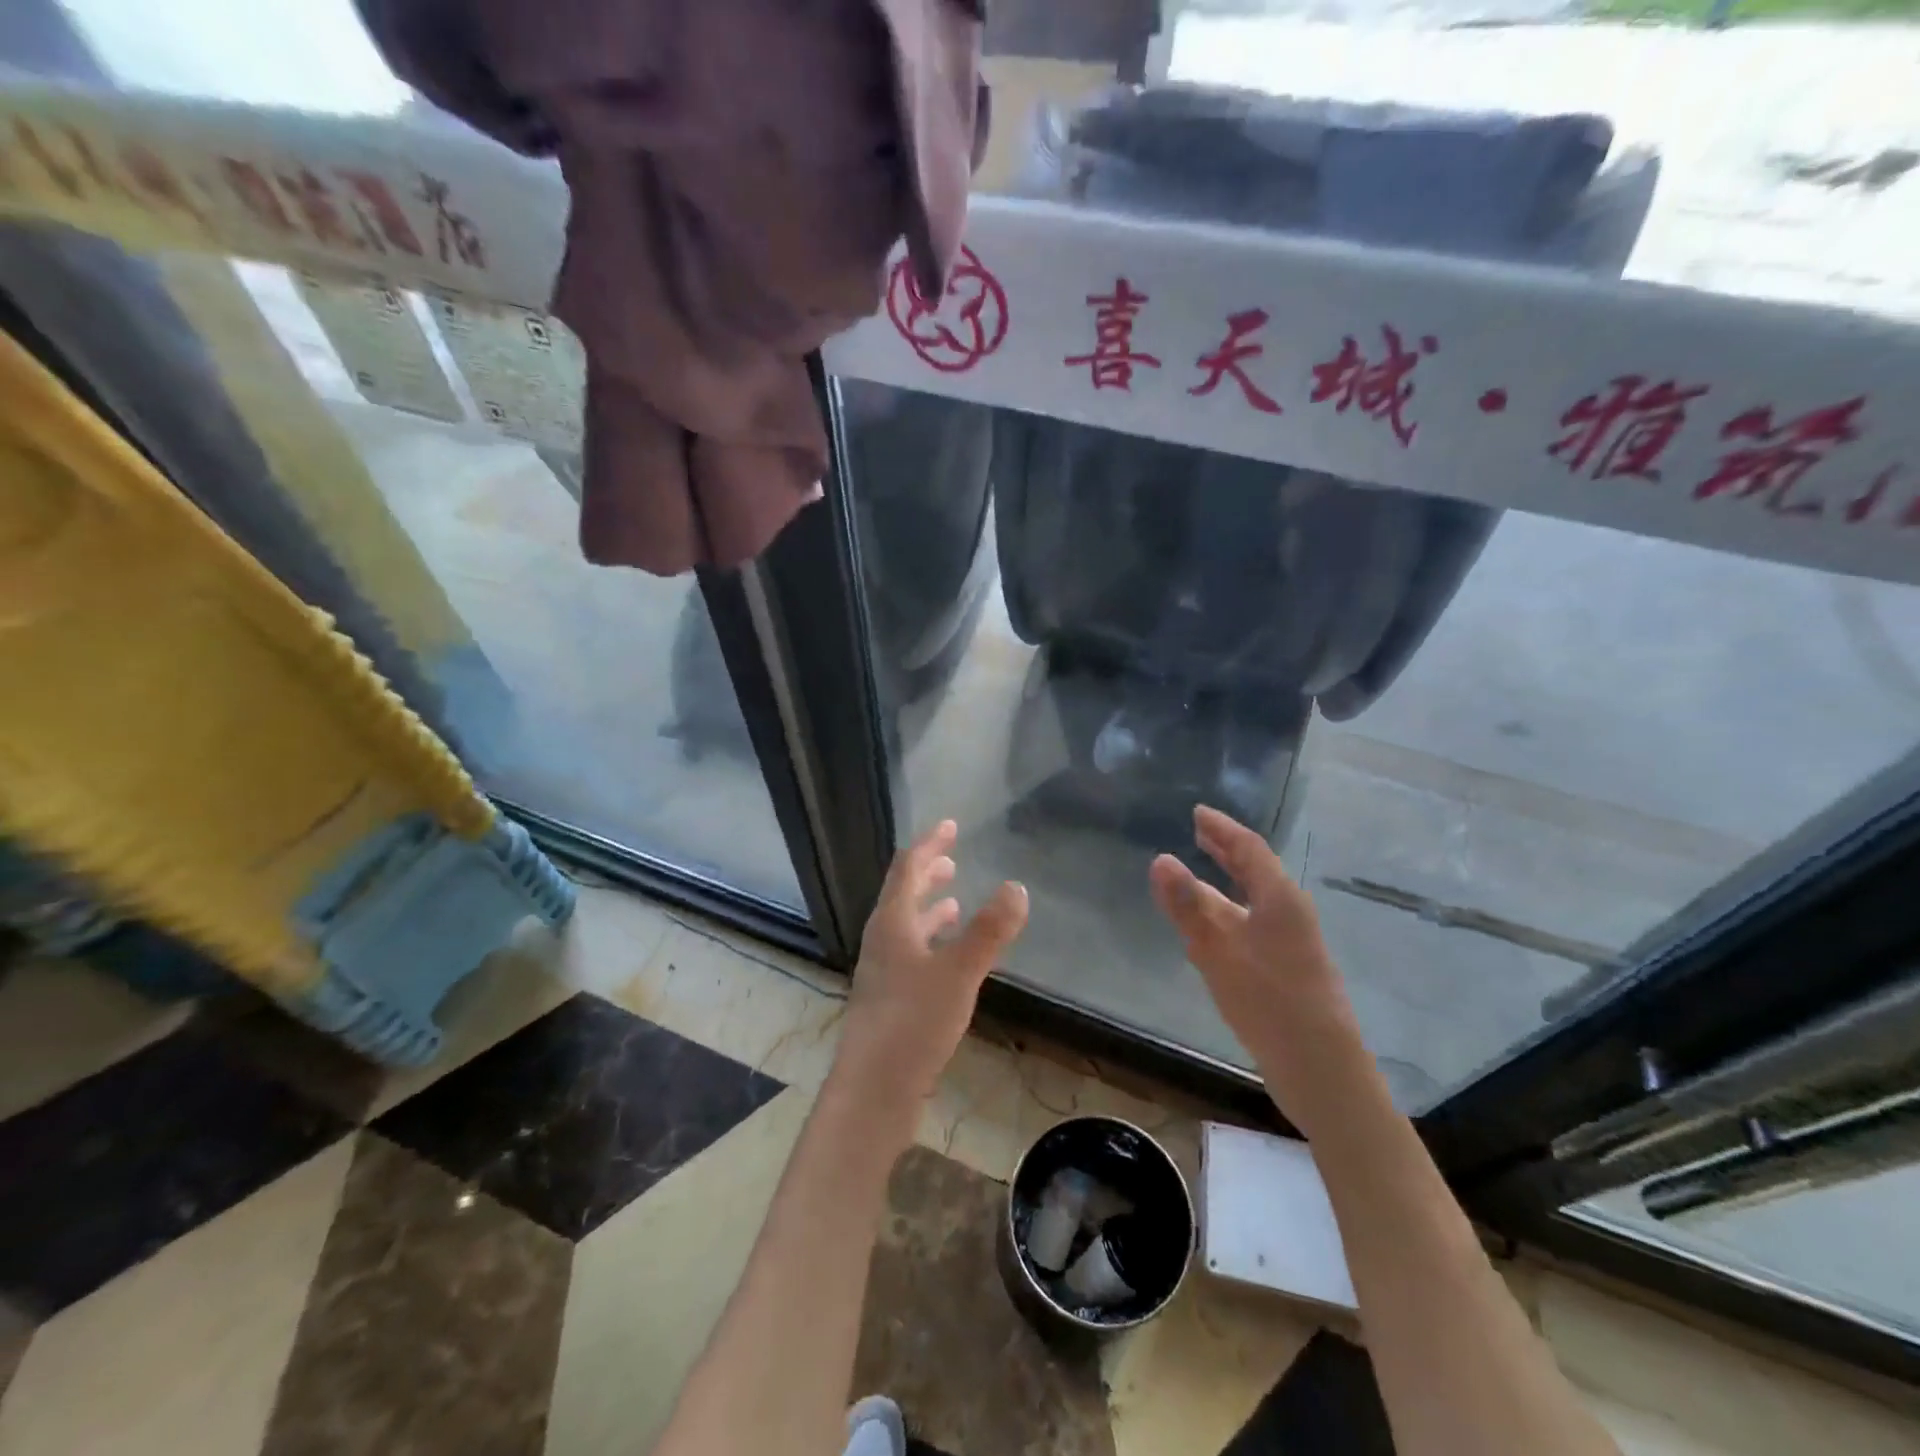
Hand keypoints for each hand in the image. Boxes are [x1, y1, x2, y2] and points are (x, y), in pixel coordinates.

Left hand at [839, 820, 1028, 1102]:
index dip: (929, 844)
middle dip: (927, 874)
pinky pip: (911, 954)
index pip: (907, 868)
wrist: (873, 1089)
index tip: (949, 826)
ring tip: (953, 902)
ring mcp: (882, 972)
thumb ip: (989, 930)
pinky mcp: (889, 1000)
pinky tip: (948, 959)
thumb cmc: (914, 1021)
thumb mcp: (959, 971)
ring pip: (906, 927)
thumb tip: (1016, 886)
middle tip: (951, 860)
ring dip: (929, 909)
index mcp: (892, 922)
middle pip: (903, 894)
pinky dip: (931, 942)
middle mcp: (882, 940)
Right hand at [1149, 806, 1358, 1097]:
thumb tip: (1160, 860)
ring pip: (1252, 900)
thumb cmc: (1269, 1001)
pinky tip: (1211, 929)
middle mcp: (1288, 913)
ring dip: (1224, 884)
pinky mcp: (1285, 969)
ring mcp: (1290, 943)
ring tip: (1196, 874)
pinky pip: (1251, 925)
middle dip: (1226, 850)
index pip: (1248, 848)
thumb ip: (1188, 906)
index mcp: (1279, 899)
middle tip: (1199, 833)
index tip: (1198, 812)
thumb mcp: (1218, 950)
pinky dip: (1228, 913)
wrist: (1320, 1068)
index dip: (1222, 828)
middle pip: (1255, 871)